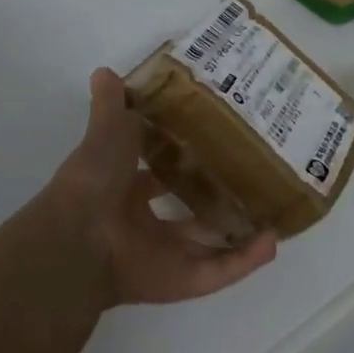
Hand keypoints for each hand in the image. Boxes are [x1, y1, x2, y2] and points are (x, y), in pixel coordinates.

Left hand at [41, 69, 277, 307]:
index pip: (153, 176)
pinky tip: (273, 241)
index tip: (208, 145)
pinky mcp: (180, 281)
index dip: (176, 162)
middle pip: (184, 214)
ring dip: (238, 234)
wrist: (81, 237)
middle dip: (211, 200)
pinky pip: (219, 271)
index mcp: (121, 190)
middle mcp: (141, 225)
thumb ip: (110, 104)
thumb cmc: (94, 178)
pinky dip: (246, 260)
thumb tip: (103, 71)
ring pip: (208, 246)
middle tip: (248, 179)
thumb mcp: (106, 130)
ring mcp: (162, 256)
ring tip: (272, 214)